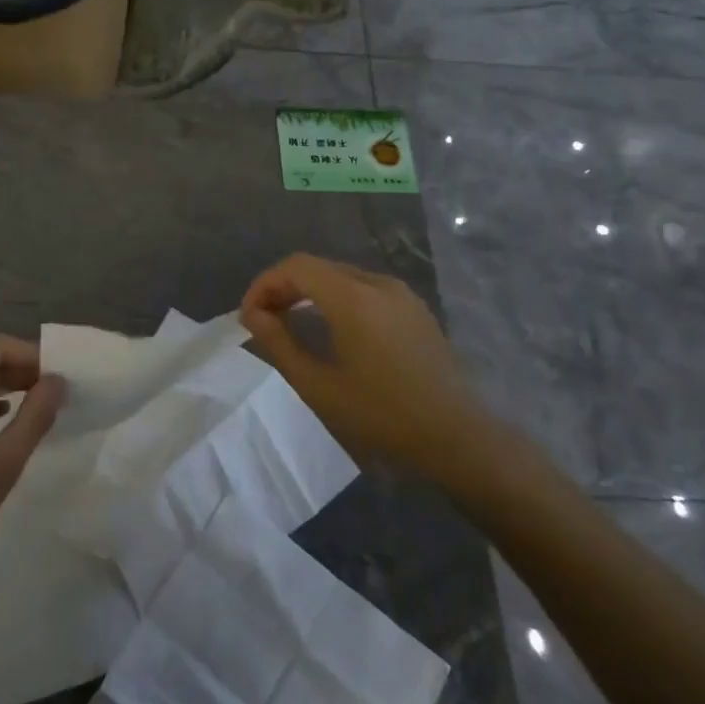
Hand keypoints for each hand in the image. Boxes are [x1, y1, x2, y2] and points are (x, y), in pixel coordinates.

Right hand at [240, 253, 483, 477]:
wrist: (456, 437)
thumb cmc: (382, 416)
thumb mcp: (319, 386)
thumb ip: (279, 344)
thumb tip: (253, 316)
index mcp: (353, 298)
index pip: (296, 266)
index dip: (265, 284)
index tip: (248, 317)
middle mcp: (378, 283)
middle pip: (318, 267)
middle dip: (284, 287)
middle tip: (262, 321)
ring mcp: (401, 293)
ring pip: (341, 276)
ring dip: (309, 292)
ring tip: (290, 325)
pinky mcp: (414, 308)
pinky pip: (364, 289)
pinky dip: (336, 299)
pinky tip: (330, 330)